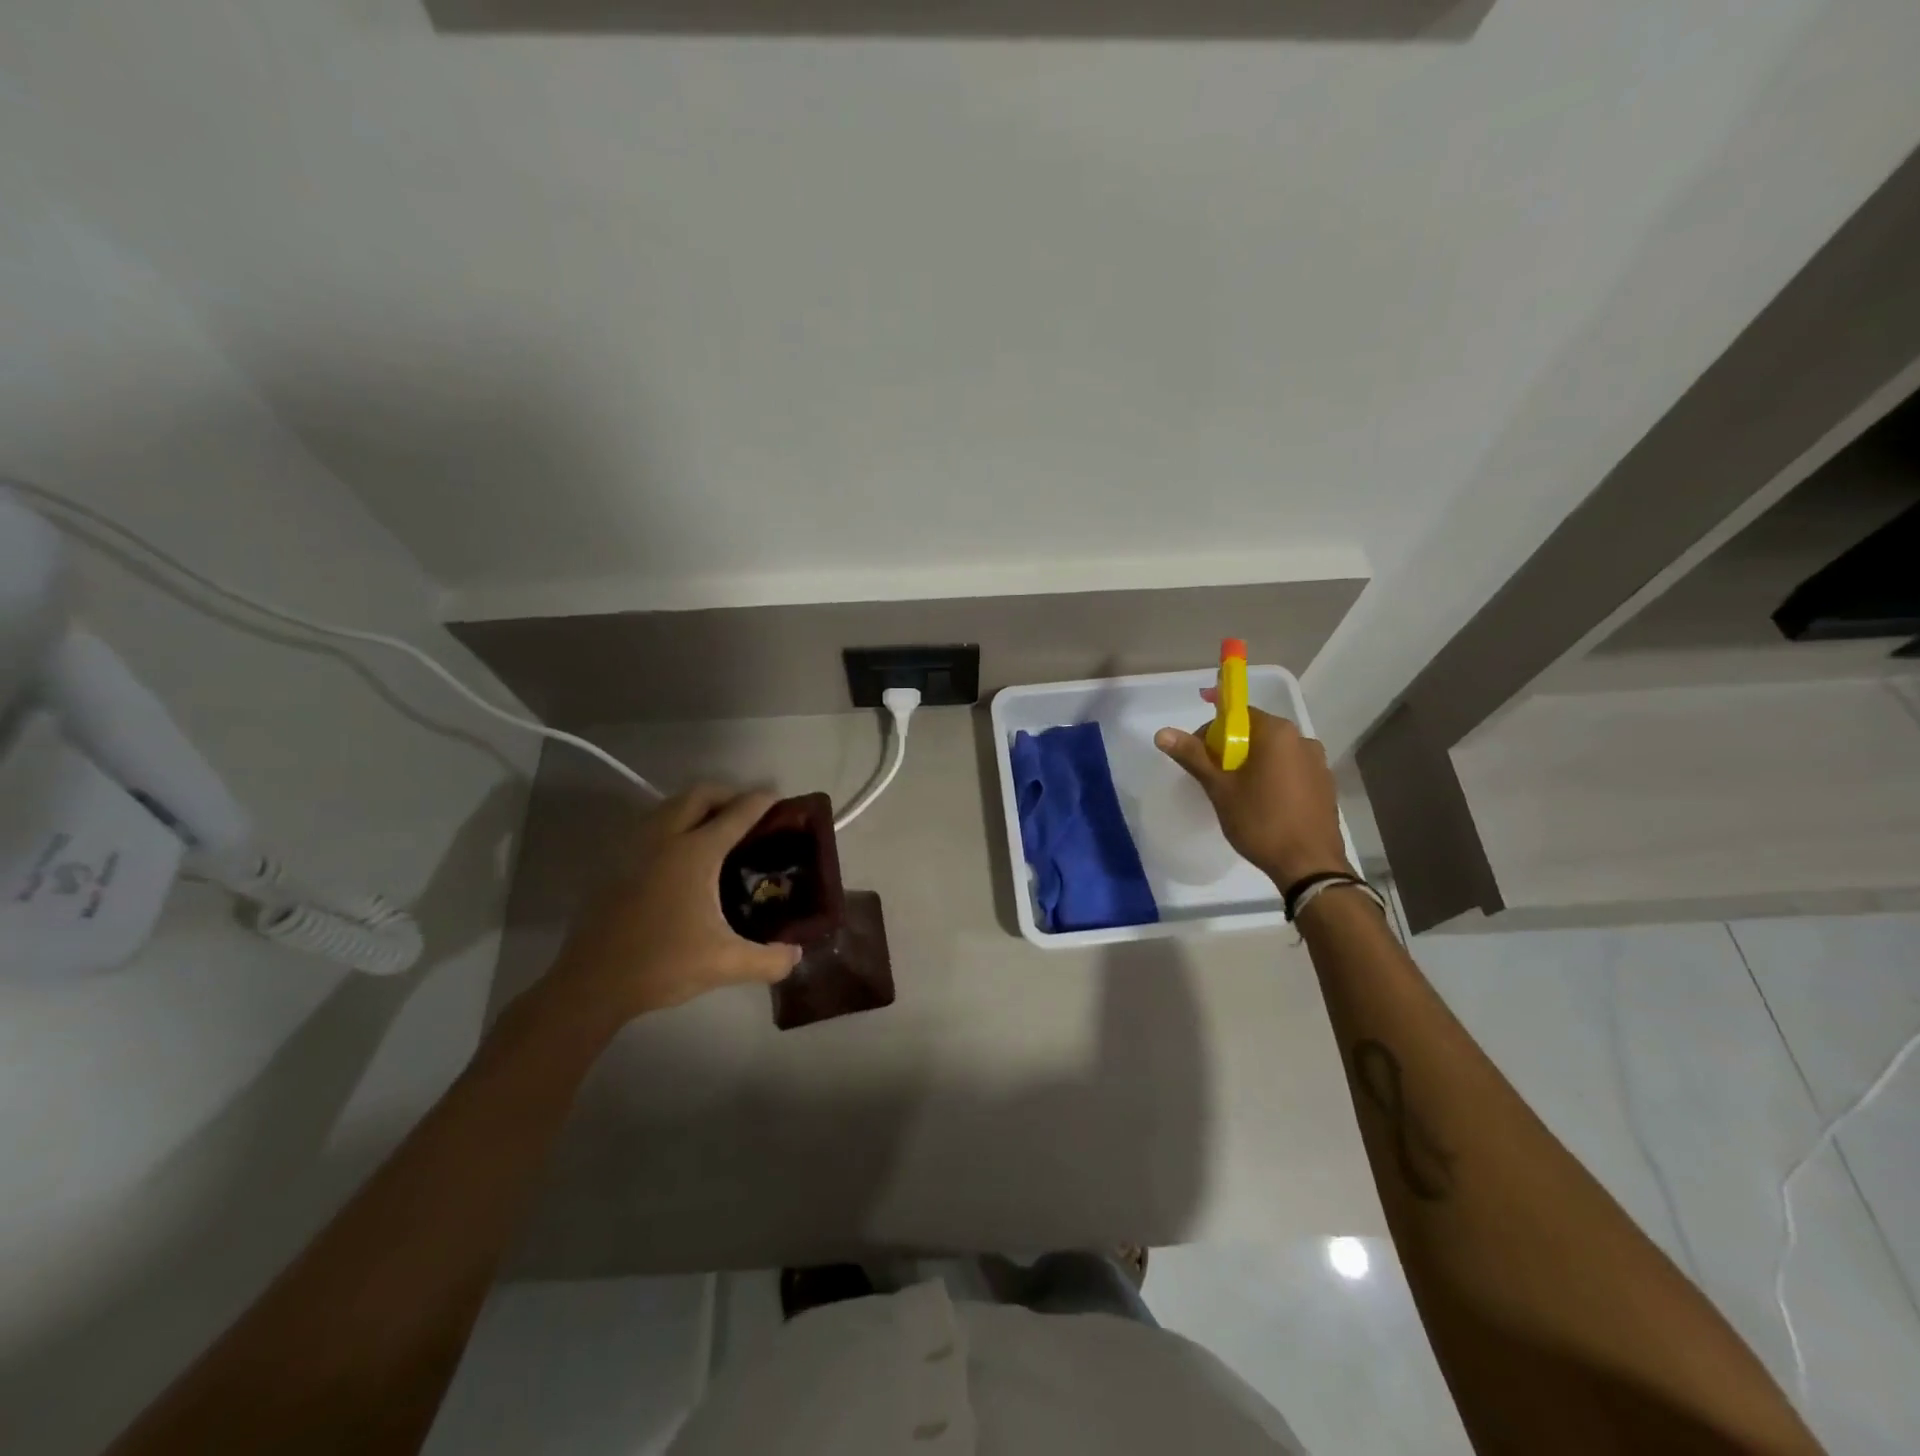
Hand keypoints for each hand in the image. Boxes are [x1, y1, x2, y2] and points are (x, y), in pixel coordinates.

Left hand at [549, 786, 801, 1025]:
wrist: (592, 984)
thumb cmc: (663, 965)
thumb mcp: (725, 964)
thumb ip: (769, 959)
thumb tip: (796, 955)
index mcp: (695, 853)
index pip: (736, 814)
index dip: (760, 802)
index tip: (778, 798)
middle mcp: (664, 839)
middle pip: (698, 795)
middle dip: (727, 793)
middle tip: (747, 811)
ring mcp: (635, 849)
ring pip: (669, 806)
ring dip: (696, 806)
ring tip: (716, 827)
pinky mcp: (616, 864)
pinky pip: (651, 825)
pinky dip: (673, 823)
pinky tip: (681, 853)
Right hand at [1154, 707, 1350, 887]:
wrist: (1308, 866)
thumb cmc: (1260, 821)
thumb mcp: (1220, 788)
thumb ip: (1193, 756)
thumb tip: (1162, 733)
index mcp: (1277, 733)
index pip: (1238, 714)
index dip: (1212, 729)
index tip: (1197, 751)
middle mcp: (1302, 740)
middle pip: (1256, 732)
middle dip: (1230, 748)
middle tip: (1212, 775)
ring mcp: (1318, 763)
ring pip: (1274, 753)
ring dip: (1252, 763)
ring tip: (1236, 793)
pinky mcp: (1325, 785)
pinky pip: (1290, 769)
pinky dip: (1272, 776)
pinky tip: (1262, 803)